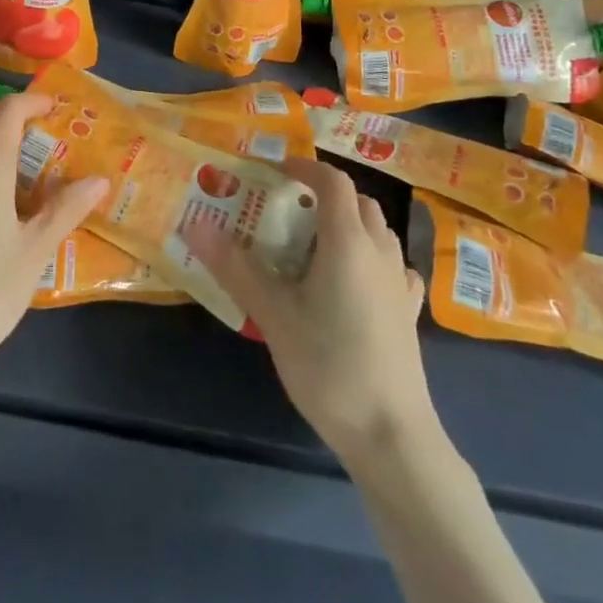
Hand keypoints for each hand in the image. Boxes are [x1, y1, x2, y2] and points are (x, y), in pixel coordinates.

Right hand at [185, 156, 434, 467]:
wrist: (392, 436)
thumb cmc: (329, 366)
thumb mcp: (273, 315)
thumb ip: (234, 266)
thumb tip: (194, 223)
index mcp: (348, 241)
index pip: (332, 181)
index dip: (304, 167)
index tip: (274, 171)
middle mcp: (380, 251)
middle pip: (357, 201)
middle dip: (323, 195)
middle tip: (287, 210)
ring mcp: (400, 282)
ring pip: (377, 230)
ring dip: (348, 222)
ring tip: (313, 245)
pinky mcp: (409, 312)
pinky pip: (392, 264)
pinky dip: (371, 256)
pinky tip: (355, 281)